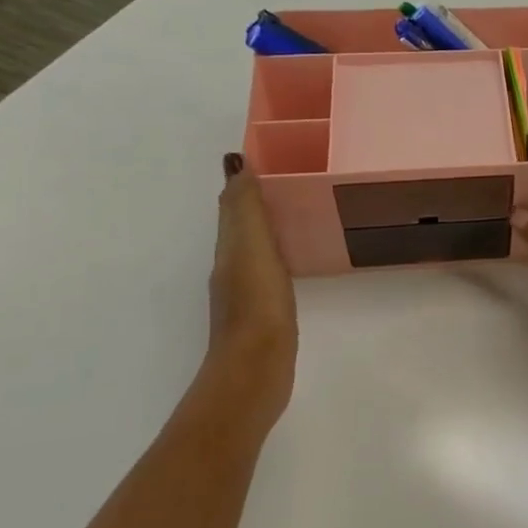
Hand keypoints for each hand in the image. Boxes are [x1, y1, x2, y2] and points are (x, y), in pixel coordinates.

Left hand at [207, 152, 297, 414]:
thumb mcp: (251, 248)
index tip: (271, 158)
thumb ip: (245, 208)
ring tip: (297, 213)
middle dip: (259, 201)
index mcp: (230, 248)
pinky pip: (270, 271)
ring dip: (268, 228)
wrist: (256, 369)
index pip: (234, 205)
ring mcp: (246, 293)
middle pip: (242, 225)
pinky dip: (278, 256)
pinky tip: (294, 260)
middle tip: (291, 180)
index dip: (247, 181)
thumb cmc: (257, 304)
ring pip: (255, 248)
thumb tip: (235, 163)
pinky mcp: (264, 314)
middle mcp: (231, 267)